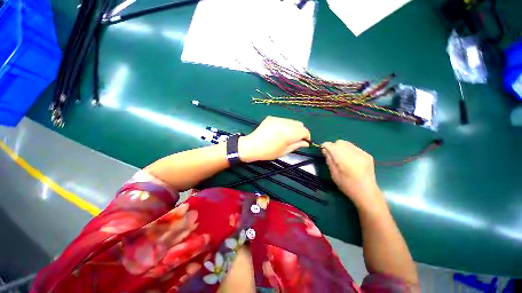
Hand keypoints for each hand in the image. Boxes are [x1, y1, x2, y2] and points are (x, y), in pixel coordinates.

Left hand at [239, 116, 310, 162]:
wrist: (252, 146)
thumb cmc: (268, 152)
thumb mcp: (284, 151)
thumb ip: (297, 145)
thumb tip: (306, 143)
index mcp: (289, 133)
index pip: (305, 131)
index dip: (307, 137)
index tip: (304, 142)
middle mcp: (285, 123)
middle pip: (299, 124)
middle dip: (300, 131)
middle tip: (295, 140)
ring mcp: (278, 119)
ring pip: (291, 121)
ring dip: (292, 128)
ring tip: (286, 136)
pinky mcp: (271, 118)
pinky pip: (283, 120)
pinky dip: (284, 125)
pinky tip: (278, 132)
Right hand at [321, 140, 384, 209]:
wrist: (366, 192)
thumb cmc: (346, 185)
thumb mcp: (333, 173)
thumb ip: (329, 160)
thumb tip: (325, 150)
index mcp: (342, 158)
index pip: (330, 145)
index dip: (325, 147)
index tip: (323, 152)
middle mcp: (352, 152)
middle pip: (339, 142)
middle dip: (333, 147)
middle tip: (332, 156)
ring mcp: (361, 153)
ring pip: (347, 143)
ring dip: (341, 148)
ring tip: (341, 157)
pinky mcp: (367, 155)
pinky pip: (354, 148)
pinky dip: (349, 150)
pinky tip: (350, 160)